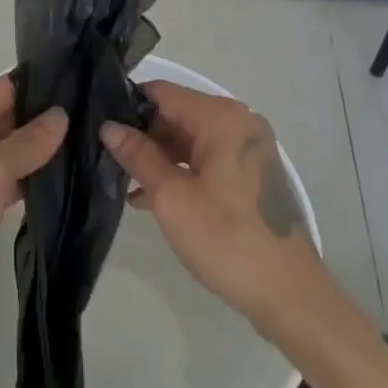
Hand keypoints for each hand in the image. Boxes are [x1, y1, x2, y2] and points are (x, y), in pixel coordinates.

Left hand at [0, 78, 64, 347]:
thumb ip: (29, 141)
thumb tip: (61, 115)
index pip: (4, 89)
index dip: (44, 91)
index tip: (87, 92)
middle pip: (8, 118)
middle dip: (47, 124)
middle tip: (97, 124)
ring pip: (10, 152)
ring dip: (41, 155)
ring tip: (90, 150)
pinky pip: (6, 182)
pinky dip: (30, 182)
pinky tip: (66, 182)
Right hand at [101, 82, 325, 327]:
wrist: (289, 294)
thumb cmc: (227, 239)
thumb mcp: (172, 197)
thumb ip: (138, 156)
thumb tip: (109, 126)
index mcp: (221, 117)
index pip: (162, 92)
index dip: (127, 106)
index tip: (97, 125)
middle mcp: (238, 122)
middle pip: (177, 114)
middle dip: (142, 135)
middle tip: (105, 158)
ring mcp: (248, 148)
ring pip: (190, 139)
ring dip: (158, 157)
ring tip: (122, 180)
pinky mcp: (251, 173)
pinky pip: (207, 159)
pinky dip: (181, 172)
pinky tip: (150, 197)